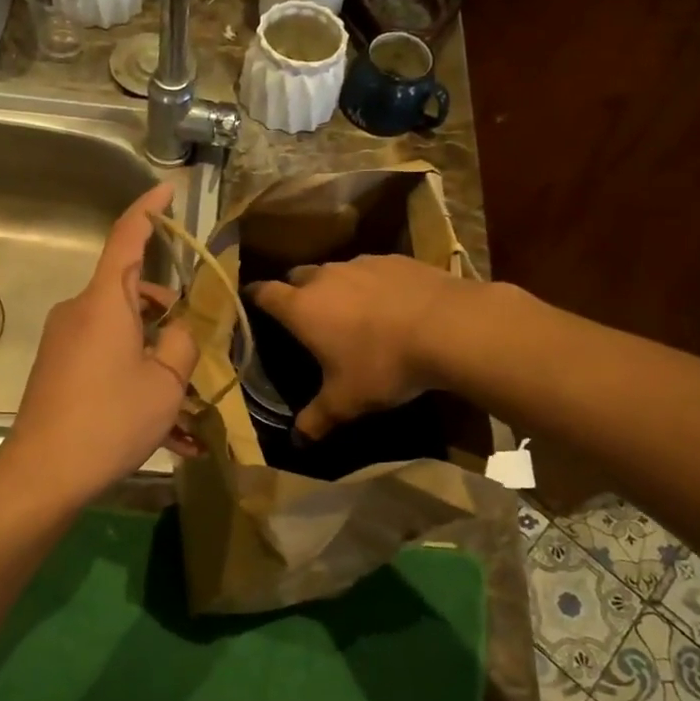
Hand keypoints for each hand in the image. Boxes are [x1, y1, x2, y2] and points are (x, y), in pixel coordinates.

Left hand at [0, 183, 199, 502]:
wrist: (44, 472)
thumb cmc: (111, 418)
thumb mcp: (165, 381)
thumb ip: (181, 342)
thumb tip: (178, 328)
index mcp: (106, 301)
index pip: (127, 237)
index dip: (149, 210)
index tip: (166, 189)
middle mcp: (80, 312)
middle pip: (131, 292)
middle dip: (167, 312)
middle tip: (196, 346)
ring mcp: (65, 341)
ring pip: (122, 333)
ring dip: (155, 356)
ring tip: (188, 407)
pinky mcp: (58, 369)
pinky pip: (106, 360)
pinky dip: (134, 378)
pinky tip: (165, 431)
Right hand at [246, 254, 481, 439]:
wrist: (448, 327)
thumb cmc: (383, 364)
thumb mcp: (347, 400)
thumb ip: (317, 419)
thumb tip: (297, 441)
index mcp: (302, 308)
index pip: (264, 293)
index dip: (254, 297)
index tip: (250, 302)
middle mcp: (325, 277)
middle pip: (297, 276)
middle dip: (294, 291)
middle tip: (304, 315)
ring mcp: (362, 263)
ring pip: (336, 271)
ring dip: (335, 287)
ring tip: (350, 311)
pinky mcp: (395, 259)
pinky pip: (371, 269)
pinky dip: (371, 284)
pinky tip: (389, 304)